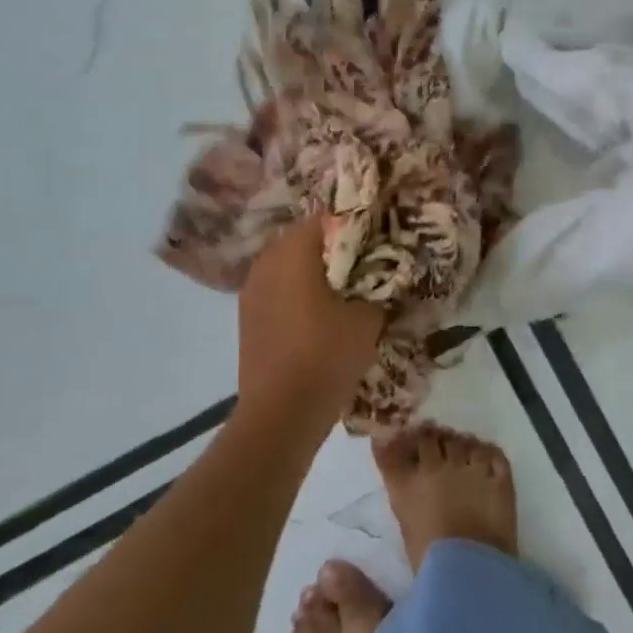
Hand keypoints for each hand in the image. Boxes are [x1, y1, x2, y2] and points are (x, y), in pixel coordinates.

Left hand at [237, 218, 384, 426]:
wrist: (281, 414)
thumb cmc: (327, 354)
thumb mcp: (368, 315)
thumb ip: (379, 284)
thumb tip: (384, 272)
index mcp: (294, 250)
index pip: (328, 218)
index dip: (356, 226)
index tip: (379, 240)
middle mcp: (267, 260)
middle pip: (305, 240)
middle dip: (335, 249)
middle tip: (366, 265)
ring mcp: (251, 289)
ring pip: (289, 265)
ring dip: (314, 271)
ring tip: (345, 290)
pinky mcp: (247, 316)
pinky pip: (278, 290)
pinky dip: (298, 293)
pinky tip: (320, 314)